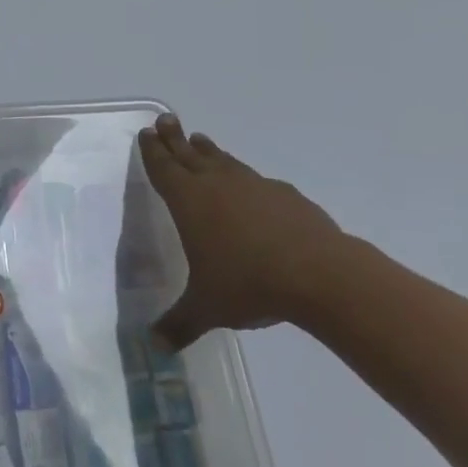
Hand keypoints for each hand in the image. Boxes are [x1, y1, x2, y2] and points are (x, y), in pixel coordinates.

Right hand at [139, 113, 356, 344]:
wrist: (319, 274)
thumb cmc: (248, 284)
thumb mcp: (207, 308)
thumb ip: (179, 324)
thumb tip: (154, 347)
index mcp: (189, 201)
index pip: (163, 168)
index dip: (153, 150)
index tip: (147, 131)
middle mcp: (217, 184)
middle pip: (190, 153)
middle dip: (175, 137)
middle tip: (166, 119)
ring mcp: (254, 185)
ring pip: (223, 160)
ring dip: (208, 151)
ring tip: (200, 140)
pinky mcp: (286, 195)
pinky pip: (256, 179)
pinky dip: (245, 178)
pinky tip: (251, 187)